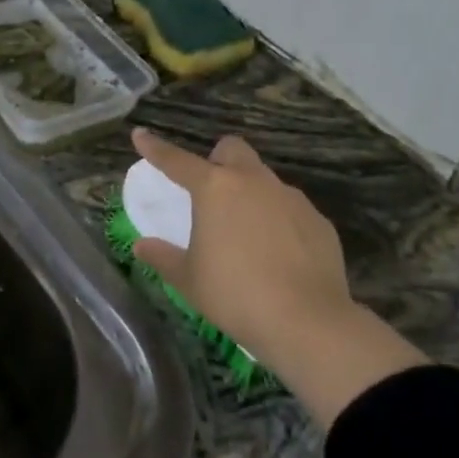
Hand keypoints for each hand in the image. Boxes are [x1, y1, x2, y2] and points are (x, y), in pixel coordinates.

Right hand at [131, 128, 425, 425]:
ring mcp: (290, 198)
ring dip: (250, 194)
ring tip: (246, 233)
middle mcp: (253, 181)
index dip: (155, 148)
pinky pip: (290, 209)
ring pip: (264, 179)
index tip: (140, 135)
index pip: (177, 160)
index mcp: (215, 189)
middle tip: (211, 191)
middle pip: (232, 149)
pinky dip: (279, 221)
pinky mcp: (318, 220)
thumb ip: (163, 257)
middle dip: (219, 160)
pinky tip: (279, 255)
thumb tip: (142, 246)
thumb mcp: (189, 280)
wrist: (308, 322)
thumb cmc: (236, 296)